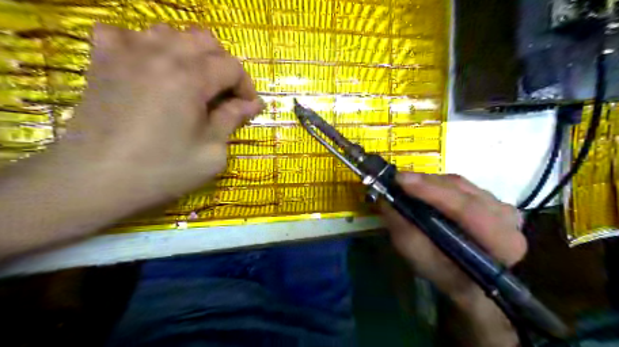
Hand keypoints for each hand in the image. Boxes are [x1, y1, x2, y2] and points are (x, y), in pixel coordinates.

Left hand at [64, 23, 263, 203]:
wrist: (96, 180)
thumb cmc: (162, 170)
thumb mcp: (211, 152)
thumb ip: (233, 120)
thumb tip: (253, 104)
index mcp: (191, 78)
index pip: (231, 66)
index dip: (246, 86)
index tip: (247, 107)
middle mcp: (161, 55)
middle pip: (205, 41)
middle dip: (223, 65)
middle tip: (224, 94)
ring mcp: (127, 53)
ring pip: (170, 33)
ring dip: (190, 54)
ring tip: (191, 80)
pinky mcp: (103, 61)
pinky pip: (126, 35)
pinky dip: (144, 45)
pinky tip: (149, 66)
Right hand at [380, 173, 522, 346]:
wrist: (469, 281)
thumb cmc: (446, 275)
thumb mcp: (421, 260)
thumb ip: (404, 231)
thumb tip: (386, 200)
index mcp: (501, 242)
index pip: (467, 209)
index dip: (432, 192)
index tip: (401, 180)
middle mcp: (508, 219)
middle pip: (463, 191)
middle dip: (426, 183)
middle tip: (397, 180)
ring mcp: (503, 207)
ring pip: (461, 184)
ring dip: (431, 182)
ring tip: (407, 183)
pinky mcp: (493, 200)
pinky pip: (462, 185)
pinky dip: (439, 184)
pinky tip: (424, 188)